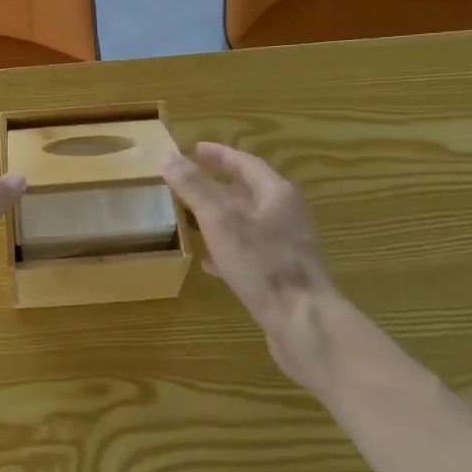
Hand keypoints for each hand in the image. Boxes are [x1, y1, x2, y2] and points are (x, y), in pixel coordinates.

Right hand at [160, 142, 341, 389]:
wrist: (303, 322)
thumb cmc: (263, 264)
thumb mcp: (220, 221)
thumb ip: (194, 187)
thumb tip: (168, 156)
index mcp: (277, 194)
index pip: (246, 163)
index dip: (220, 155)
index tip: (195, 150)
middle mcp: (286, 215)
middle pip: (249, 192)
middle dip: (218, 185)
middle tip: (190, 181)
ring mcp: (286, 247)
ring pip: (248, 223)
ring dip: (221, 217)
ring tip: (192, 218)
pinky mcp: (282, 275)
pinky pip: (250, 252)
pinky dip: (227, 249)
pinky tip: (208, 262)